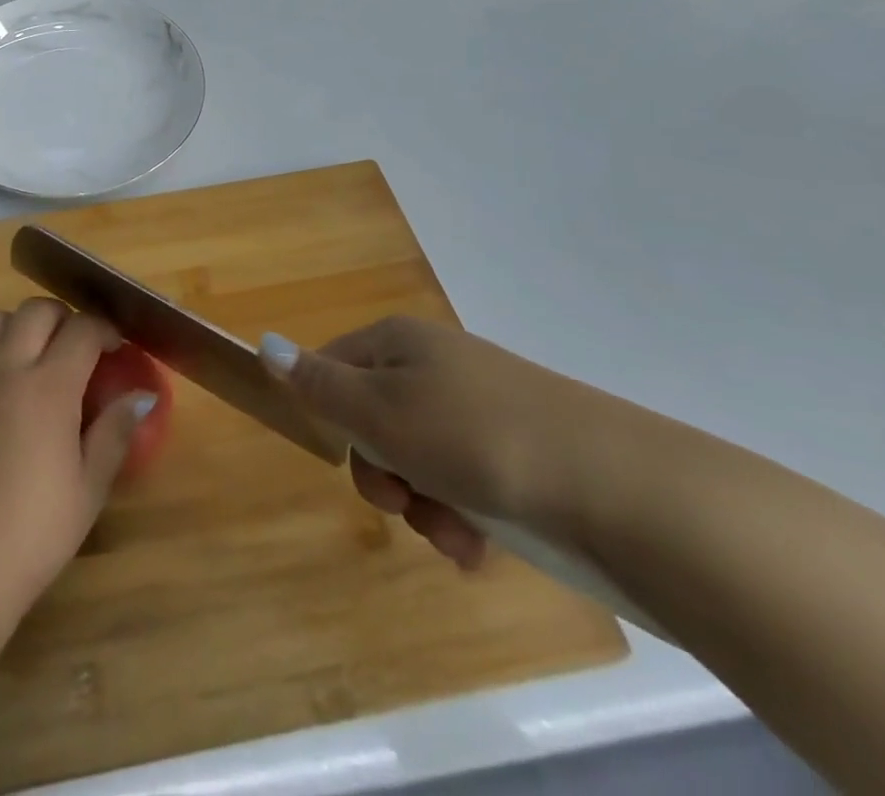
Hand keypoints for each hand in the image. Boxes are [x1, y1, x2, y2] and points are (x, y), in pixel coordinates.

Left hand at [0, 299, 154, 628]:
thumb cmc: (30, 533)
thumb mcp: (87, 490)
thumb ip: (114, 433)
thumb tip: (140, 397)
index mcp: (48, 386)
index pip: (82, 329)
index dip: (105, 330)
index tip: (118, 348)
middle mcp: (6, 368)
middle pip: (36, 310)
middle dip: (65, 318)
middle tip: (81, 350)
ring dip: (24, 326)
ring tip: (40, 360)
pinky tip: (7, 391)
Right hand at [260, 318, 610, 568]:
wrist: (619, 486)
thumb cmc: (475, 437)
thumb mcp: (382, 411)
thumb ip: (318, 384)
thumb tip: (264, 344)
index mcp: (399, 341)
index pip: (332, 367)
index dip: (331, 416)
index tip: (350, 455)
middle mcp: (435, 365)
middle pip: (374, 419)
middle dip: (382, 473)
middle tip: (403, 502)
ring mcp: (480, 407)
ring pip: (419, 459)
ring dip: (423, 504)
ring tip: (455, 535)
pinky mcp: (518, 451)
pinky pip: (465, 480)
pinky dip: (463, 514)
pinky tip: (479, 544)